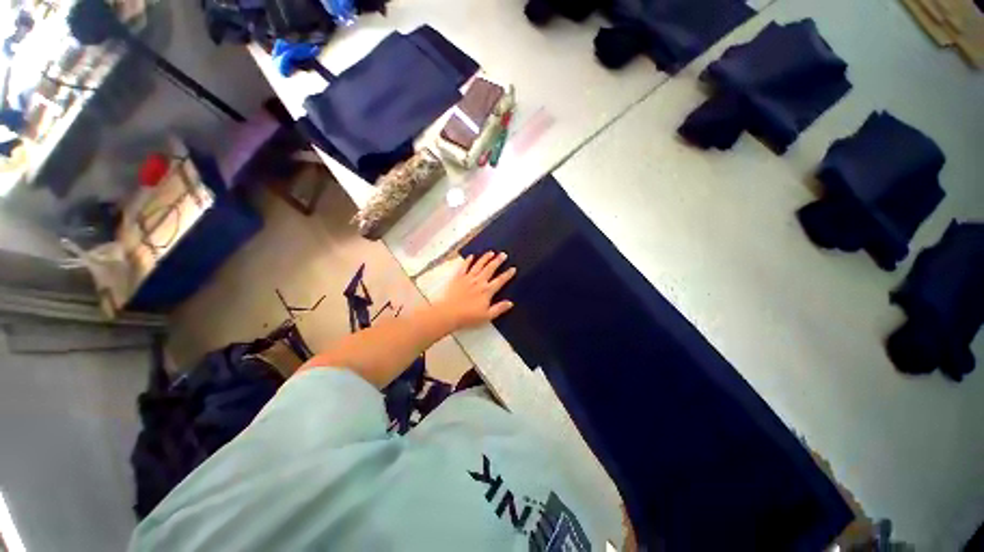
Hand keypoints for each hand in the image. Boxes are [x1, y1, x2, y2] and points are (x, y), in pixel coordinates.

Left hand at [434, 251, 516, 330]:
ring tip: (491, 252)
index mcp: (487, 291)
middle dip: (498, 261)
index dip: (507, 274)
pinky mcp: (457, 278)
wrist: (448, 313)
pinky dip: (468, 261)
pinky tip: (471, 256)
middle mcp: (479, 281)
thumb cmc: (468, 317)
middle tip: (503, 254)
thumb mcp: (487, 316)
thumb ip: (499, 308)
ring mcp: (468, 278)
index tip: (513, 268)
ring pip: (478, 265)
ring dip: (485, 258)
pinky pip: (464, 267)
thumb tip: (510, 303)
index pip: (500, 281)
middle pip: (490, 269)